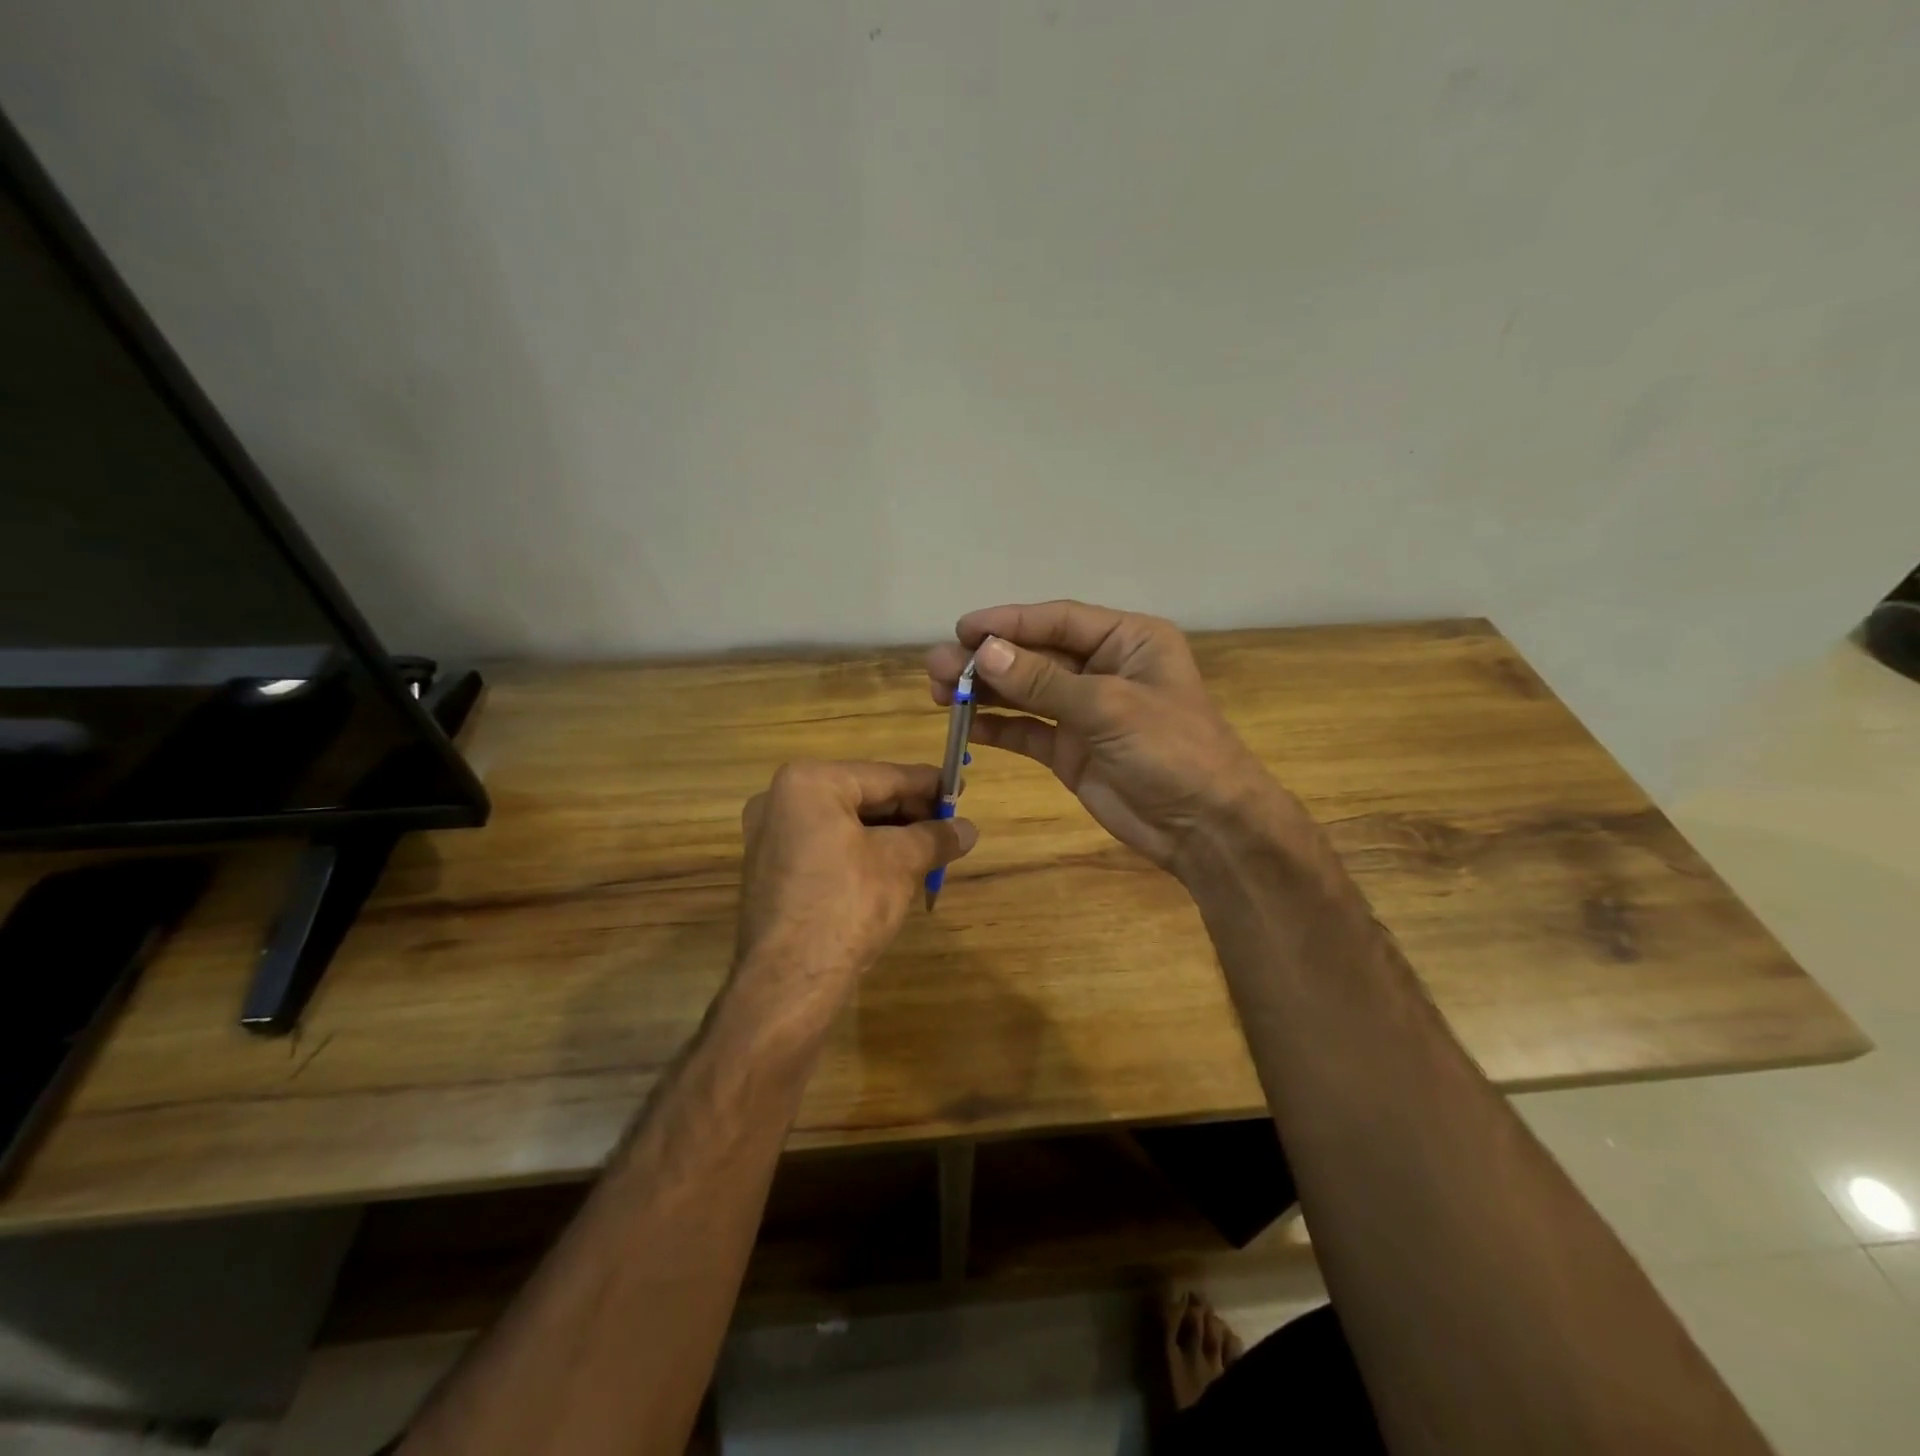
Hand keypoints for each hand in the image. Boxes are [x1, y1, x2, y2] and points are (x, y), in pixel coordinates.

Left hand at [733, 760, 976, 1021]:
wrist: (789, 981)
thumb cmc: (846, 905)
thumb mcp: (900, 864)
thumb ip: (935, 837)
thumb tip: (969, 828)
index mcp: (808, 783)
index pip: (884, 776)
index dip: (927, 784)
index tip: (960, 788)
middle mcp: (779, 800)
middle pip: (862, 797)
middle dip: (909, 813)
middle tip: (949, 824)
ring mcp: (770, 837)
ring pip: (845, 824)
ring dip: (888, 835)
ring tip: (930, 848)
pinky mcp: (771, 870)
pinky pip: (826, 847)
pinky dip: (861, 852)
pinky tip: (894, 868)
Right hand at [926, 600, 1289, 875]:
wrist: (1204, 826)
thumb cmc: (1172, 750)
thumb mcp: (1109, 706)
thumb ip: (1043, 682)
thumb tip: (984, 653)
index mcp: (1128, 641)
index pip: (1058, 621)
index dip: (1009, 623)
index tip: (962, 629)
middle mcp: (1103, 669)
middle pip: (1035, 656)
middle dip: (987, 660)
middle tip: (937, 666)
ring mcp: (1084, 711)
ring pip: (1025, 693)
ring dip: (985, 692)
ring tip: (938, 691)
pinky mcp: (1071, 750)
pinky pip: (1027, 731)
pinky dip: (998, 727)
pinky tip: (964, 725)